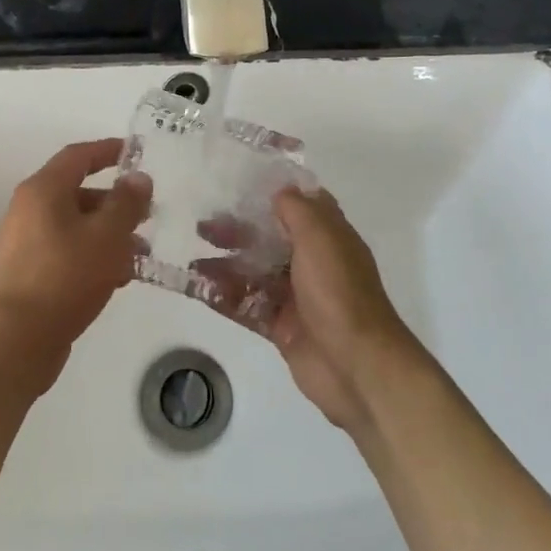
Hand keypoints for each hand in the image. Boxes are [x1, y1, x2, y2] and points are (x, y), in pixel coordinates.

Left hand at [0, 138, 151, 370]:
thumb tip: (138, 178)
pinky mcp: (28, 275)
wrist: (13, 340)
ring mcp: (25, 244)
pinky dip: (93, 257)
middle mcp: (29, 210)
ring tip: (141, 252)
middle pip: (77, 193)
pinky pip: (67, 253)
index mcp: (43, 190)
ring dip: (108, 234)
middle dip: (115, 201)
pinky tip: (119, 278)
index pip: (78, 156)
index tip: (136, 153)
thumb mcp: (106, 235)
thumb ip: (127, 203)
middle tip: (149, 213)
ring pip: (75, 227)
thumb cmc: (63, 276)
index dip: (108, 150)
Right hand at [197, 187, 416, 431]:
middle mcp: (313, 264)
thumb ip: (298, 210)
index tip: (240, 185)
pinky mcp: (282, 328)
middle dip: (238, 231)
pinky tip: (197, 289)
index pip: (302, 207)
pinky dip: (223, 297)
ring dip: (226, 265)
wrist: (356, 366)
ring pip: (255, 273)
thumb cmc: (339, 292)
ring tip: (194, 262)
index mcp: (329, 238)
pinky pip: (248, 307)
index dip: (274, 194)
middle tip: (204, 226)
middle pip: (270, 240)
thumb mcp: (320, 238)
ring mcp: (297, 298)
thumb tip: (280, 190)